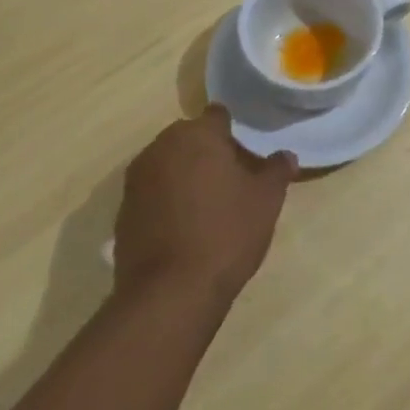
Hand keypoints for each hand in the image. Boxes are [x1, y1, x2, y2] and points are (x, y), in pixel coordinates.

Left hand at [110, 108, 296, 308]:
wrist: (170, 294)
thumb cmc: (226, 233)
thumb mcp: (266, 200)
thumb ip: (276, 170)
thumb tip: (285, 156)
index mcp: (196, 135)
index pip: (217, 116)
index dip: (234, 131)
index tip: (247, 154)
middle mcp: (161, 148)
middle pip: (189, 138)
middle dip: (208, 152)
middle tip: (232, 179)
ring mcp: (136, 180)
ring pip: (168, 164)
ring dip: (186, 175)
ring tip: (209, 204)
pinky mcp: (123, 212)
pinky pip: (152, 192)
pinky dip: (167, 200)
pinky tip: (185, 227)